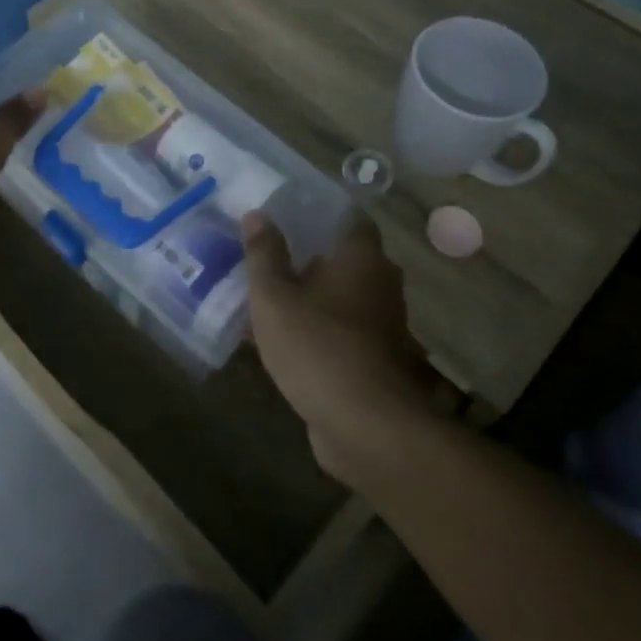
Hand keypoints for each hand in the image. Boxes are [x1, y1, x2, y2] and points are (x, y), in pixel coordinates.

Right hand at [243, 210, 441, 485]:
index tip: (290, 214)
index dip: (322, 214)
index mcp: (362, 258)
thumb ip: (264, 254)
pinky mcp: (377, 363)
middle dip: (312, 257)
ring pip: (343, 299)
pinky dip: (319, 331)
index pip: (351, 219)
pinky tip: (284, 342)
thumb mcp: (274, 297)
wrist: (366, 426)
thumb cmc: (317, 346)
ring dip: (313, 297)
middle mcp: (381, 285)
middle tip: (272, 256)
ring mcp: (383, 327)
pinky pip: (342, 333)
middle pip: (347, 260)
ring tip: (270, 299)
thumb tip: (257, 214)